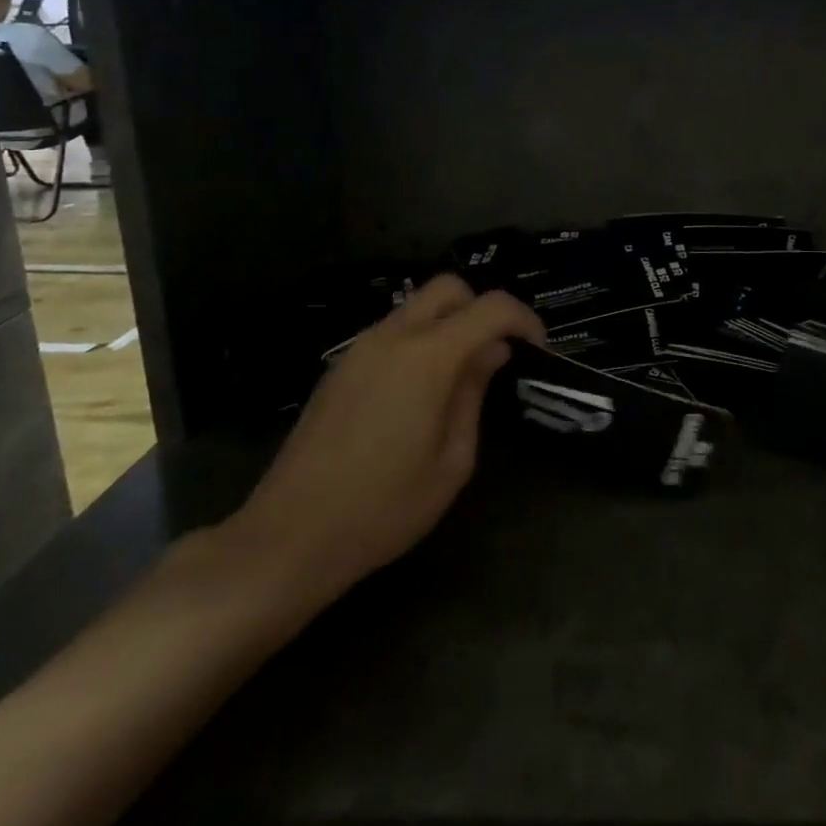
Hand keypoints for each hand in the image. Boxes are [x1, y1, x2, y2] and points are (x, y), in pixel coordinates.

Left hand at [224, 275, 543, 611]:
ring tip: (460, 376)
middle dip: (482, 308)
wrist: (289, 537)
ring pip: (416, 306)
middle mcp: (392, 337)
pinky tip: (420, 391)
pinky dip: (419, 341)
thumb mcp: (452, 461)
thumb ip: (473, 395)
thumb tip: (490, 354)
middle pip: (448, 287)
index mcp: (427, 357)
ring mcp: (360, 348)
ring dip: (448, 324)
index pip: (490, 307)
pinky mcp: (340, 367)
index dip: (523, 319)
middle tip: (496, 352)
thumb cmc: (383, 508)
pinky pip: (391, 331)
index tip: (536, 349)